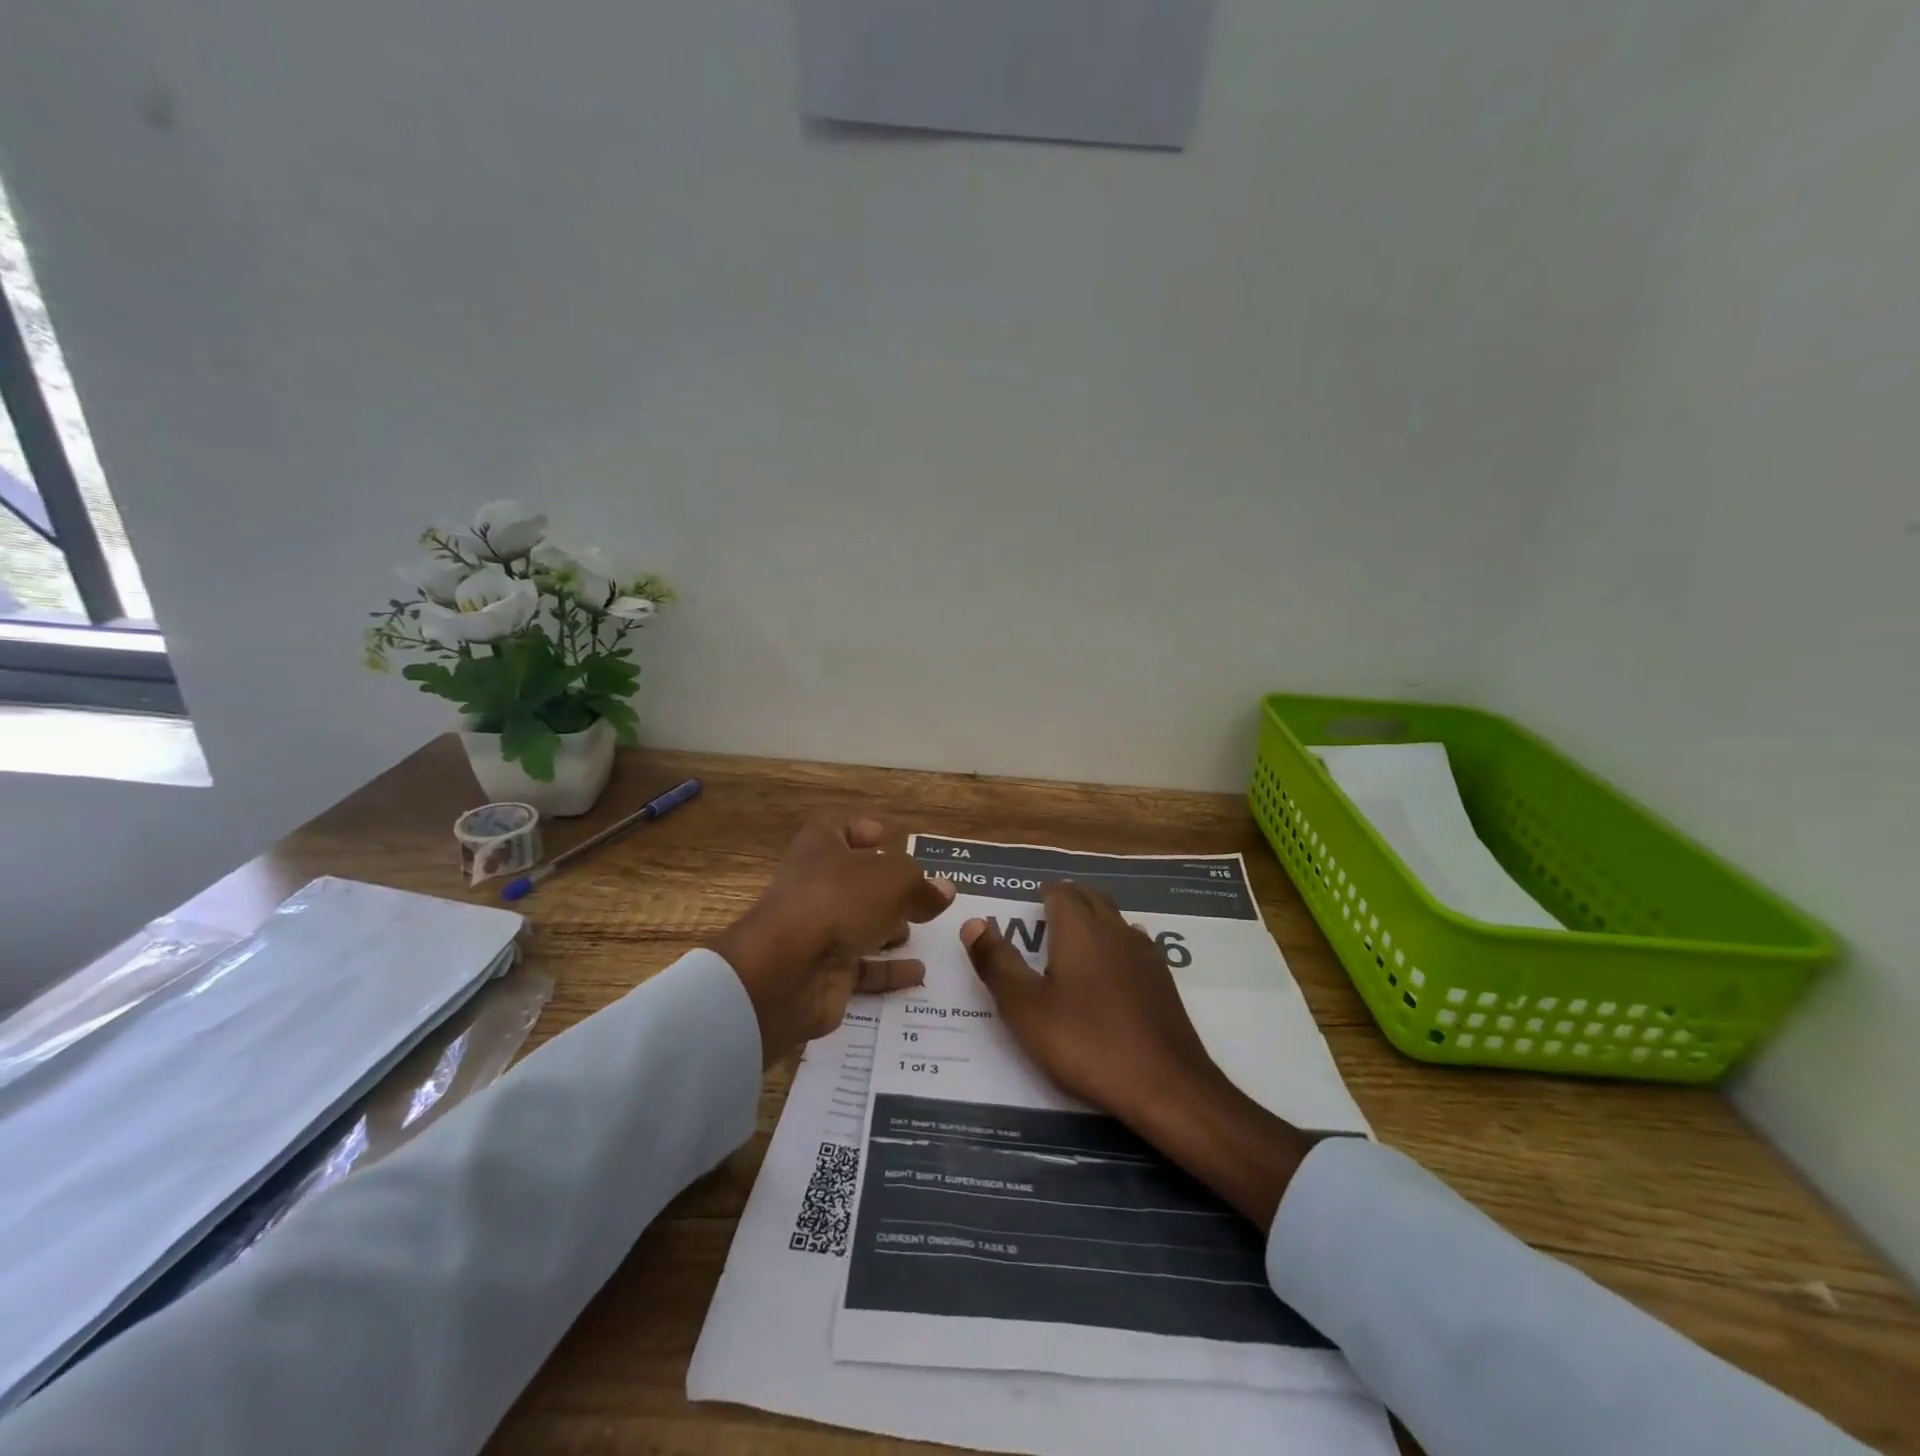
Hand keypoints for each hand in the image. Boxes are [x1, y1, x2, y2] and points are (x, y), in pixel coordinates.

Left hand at [712, 818, 953, 1064]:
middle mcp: (814, 886)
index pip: (836, 828)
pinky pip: (860, 970)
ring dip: (886, 929)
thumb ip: (921, 884)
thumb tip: (943, 890)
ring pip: (855, 925)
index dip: (859, 830)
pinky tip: (918, 972)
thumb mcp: (894, 879)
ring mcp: (816, 932)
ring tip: (919, 930)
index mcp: (820, 848)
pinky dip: (887, 971)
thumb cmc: (839, 900)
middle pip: (851, 880)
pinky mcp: (822, 973)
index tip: (886, 838)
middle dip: (883, 887)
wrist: (787, 971)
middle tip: (917, 894)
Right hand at [961, 881, 1315, 1229]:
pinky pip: (1135, 947)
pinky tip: (1111, 977)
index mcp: (1079, 929)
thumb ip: (997, 963)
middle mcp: (1115, 930)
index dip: (1043, 895)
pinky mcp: (1164, 982)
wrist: (1166, 1085)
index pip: (1061, 892)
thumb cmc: (1086, 1042)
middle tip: (1047, 921)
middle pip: (1091, 898)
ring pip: (1116, 921)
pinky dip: (1117, 948)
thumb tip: (974, 922)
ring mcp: (1145, 954)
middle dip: (1070, 901)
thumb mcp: (1025, 1008)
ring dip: (1096, 922)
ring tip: (1075, 946)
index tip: (1029, 908)